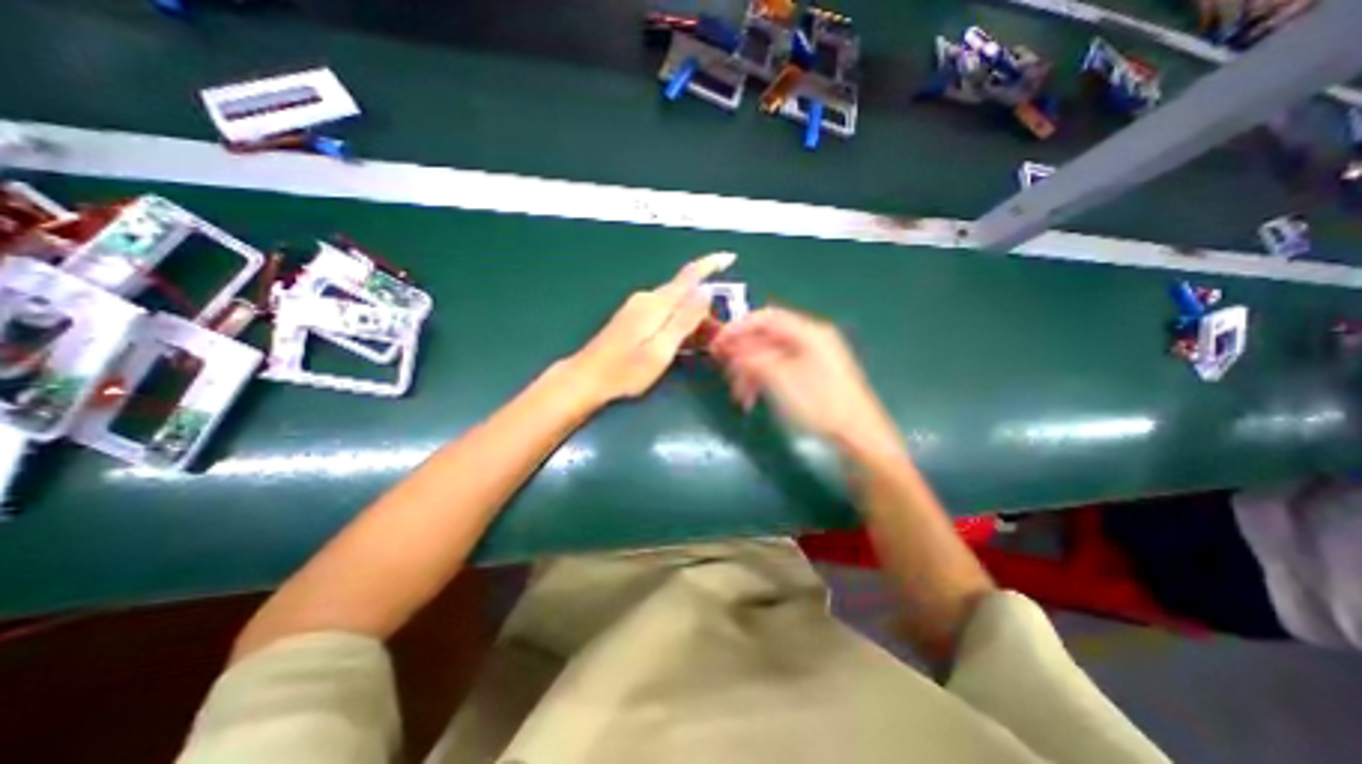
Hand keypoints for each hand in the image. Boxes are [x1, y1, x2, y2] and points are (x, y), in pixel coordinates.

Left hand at [565, 250, 733, 404]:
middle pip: (684, 293)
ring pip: (675, 305)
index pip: (689, 276)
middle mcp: (647, 299)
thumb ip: (684, 319)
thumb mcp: (661, 349)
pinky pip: (664, 313)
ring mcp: (637, 307)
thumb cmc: (625, 370)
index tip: (729, 257)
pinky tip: (683, 339)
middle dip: (705, 308)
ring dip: (693, 318)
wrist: (587, 378)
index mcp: (656, 304)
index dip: (710, 265)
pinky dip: (679, 322)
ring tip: (705, 342)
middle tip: (720, 334)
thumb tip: (706, 291)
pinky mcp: (632, 317)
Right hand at [715, 308, 902, 463]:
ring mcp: (812, 357)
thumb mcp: (781, 380)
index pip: (766, 317)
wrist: (857, 434)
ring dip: (750, 372)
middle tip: (724, 370)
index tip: (718, 343)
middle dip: (743, 355)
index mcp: (808, 332)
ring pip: (771, 356)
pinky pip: (780, 369)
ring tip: (738, 394)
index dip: (739, 327)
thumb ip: (753, 359)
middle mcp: (810, 339)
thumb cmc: (820, 404)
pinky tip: (751, 399)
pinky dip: (763, 381)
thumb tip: (731, 348)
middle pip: (766, 338)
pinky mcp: (811, 374)